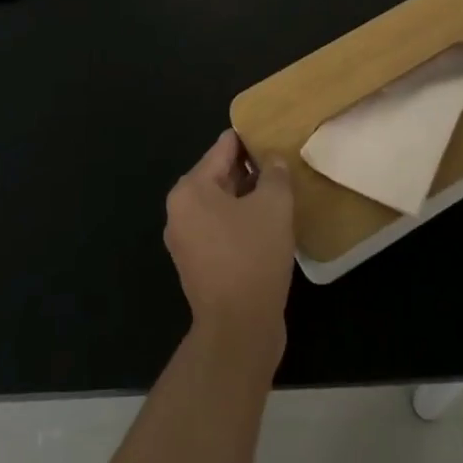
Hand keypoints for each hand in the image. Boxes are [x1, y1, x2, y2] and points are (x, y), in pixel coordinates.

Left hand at [164, 130, 294, 364]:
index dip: (250, 139)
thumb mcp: (273, 206)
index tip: (273, 132)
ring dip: (248, 198)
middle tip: (282, 162)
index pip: (223, 148)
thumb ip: (275, 174)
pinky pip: (221, 229)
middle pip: (219, 175)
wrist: (239, 331)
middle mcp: (180, 211)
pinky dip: (242, 222)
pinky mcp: (199, 265)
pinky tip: (270, 225)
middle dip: (250, 169)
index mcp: (190, 190)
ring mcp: (186, 241)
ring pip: (222, 204)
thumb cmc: (252, 257)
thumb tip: (273, 161)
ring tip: (281, 192)